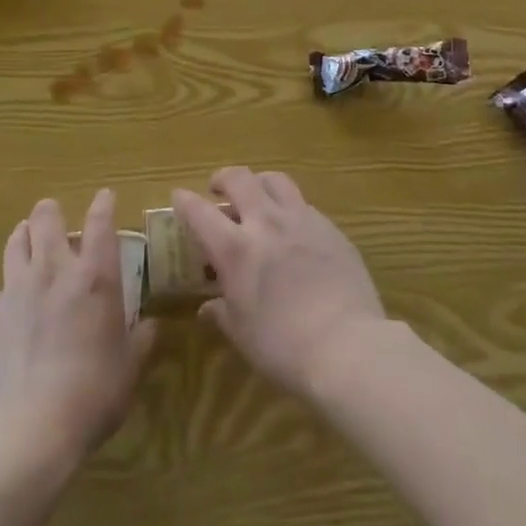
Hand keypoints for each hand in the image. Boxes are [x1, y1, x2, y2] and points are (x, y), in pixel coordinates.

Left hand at [0, 189, 156, 471]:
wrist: (27, 432)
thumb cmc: (92, 395)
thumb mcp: (130, 369)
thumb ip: (142, 340)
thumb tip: (153, 325)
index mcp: (94, 277)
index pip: (100, 222)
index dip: (103, 204)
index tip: (105, 196)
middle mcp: (54, 271)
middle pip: (46, 218)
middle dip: (52, 211)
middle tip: (57, 216)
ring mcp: (17, 290)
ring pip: (16, 241)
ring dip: (25, 234)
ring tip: (29, 237)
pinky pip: (3, 285)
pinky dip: (13, 283)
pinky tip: (17, 301)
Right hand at [173, 168, 388, 399]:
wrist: (347, 345)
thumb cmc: (283, 347)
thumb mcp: (242, 335)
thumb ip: (222, 313)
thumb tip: (208, 307)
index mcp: (235, 248)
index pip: (200, 212)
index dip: (185, 201)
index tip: (179, 197)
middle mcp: (266, 223)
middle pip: (240, 179)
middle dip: (223, 178)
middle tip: (219, 189)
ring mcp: (302, 220)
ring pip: (275, 180)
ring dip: (259, 183)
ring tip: (258, 197)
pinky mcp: (330, 228)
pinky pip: (304, 204)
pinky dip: (290, 208)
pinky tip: (293, 229)